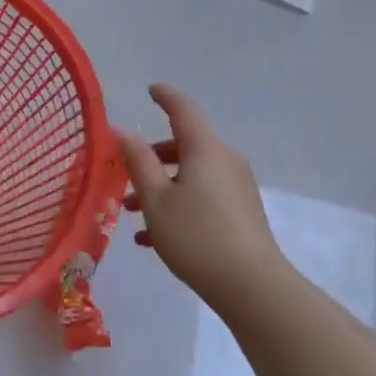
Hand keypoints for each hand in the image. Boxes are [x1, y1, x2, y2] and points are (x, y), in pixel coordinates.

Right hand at [118, 85, 285, 306]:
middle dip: (152, 157)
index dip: (165, 97)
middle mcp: (225, 159)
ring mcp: (237, 186)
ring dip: (161, 187)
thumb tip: (124, 132)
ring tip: (130, 214)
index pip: (183, 109)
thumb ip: (138, 162)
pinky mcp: (242, 211)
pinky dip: (179, 204)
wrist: (251, 285)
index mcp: (205, 148)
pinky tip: (154, 238)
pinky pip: (204, 195)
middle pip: (185, 145)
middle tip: (124, 174)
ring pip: (192, 174)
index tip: (151, 90)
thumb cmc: (196, 235)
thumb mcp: (156, 199)